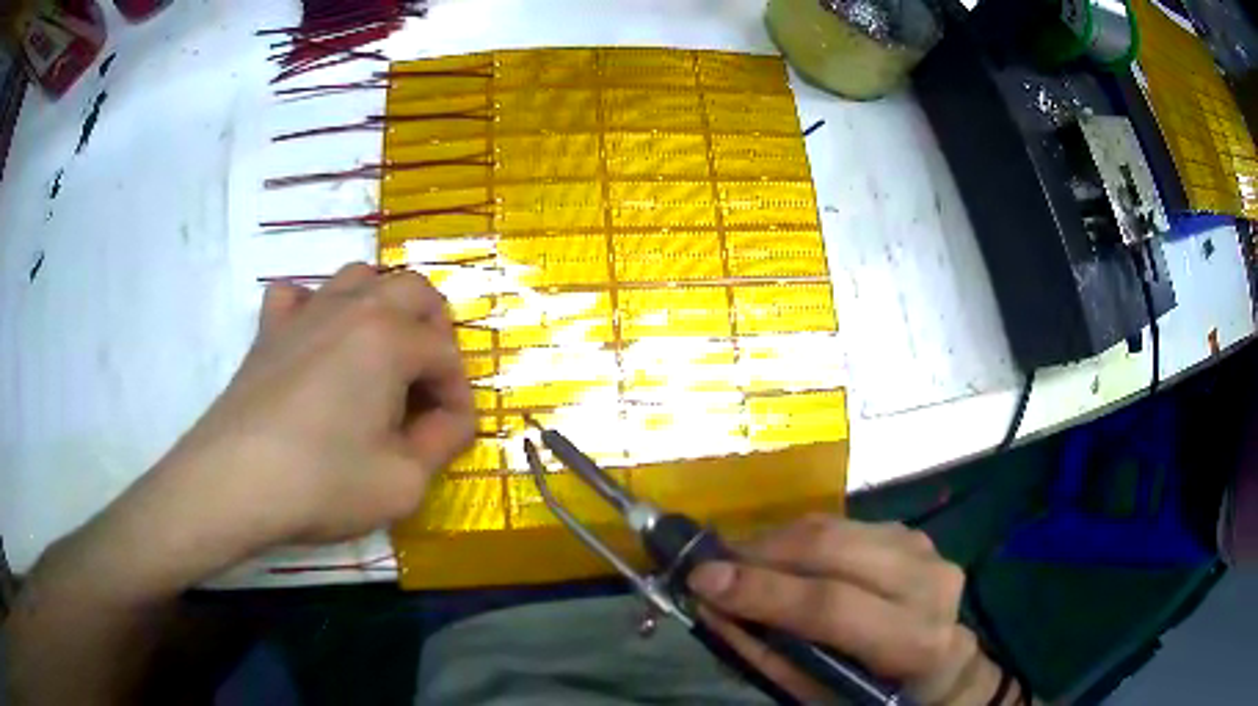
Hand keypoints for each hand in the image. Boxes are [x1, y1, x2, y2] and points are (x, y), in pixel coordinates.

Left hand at [160, 263, 475, 550]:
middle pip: (414, 291)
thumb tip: (451, 420)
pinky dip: (314, 307)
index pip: (446, 355)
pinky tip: (314, 340)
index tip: (452, 434)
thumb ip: (442, 442)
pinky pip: (297, 295)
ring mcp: (305, 312)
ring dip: (383, 308)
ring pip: (360, 277)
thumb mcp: (404, 481)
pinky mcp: (269, 329)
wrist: (234, 483)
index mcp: (390, 338)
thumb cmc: (323, 483)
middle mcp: (352, 308)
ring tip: (380, 357)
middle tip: (427, 385)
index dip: (459, 397)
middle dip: (434, 333)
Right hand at [688, 516, 1011, 705]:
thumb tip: (712, 608)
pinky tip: (781, 557)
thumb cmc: (876, 694)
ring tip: (740, 560)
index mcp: (914, 639)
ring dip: (776, 540)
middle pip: (834, 549)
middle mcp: (928, 582)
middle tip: (713, 564)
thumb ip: (767, 653)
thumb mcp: (820, 695)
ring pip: (836, 527)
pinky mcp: (912, 532)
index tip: (702, 579)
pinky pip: (844, 524)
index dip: (765, 591)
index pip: (833, 606)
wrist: (940, 666)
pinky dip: (801, 537)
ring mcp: (924, 548)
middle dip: (762, 552)